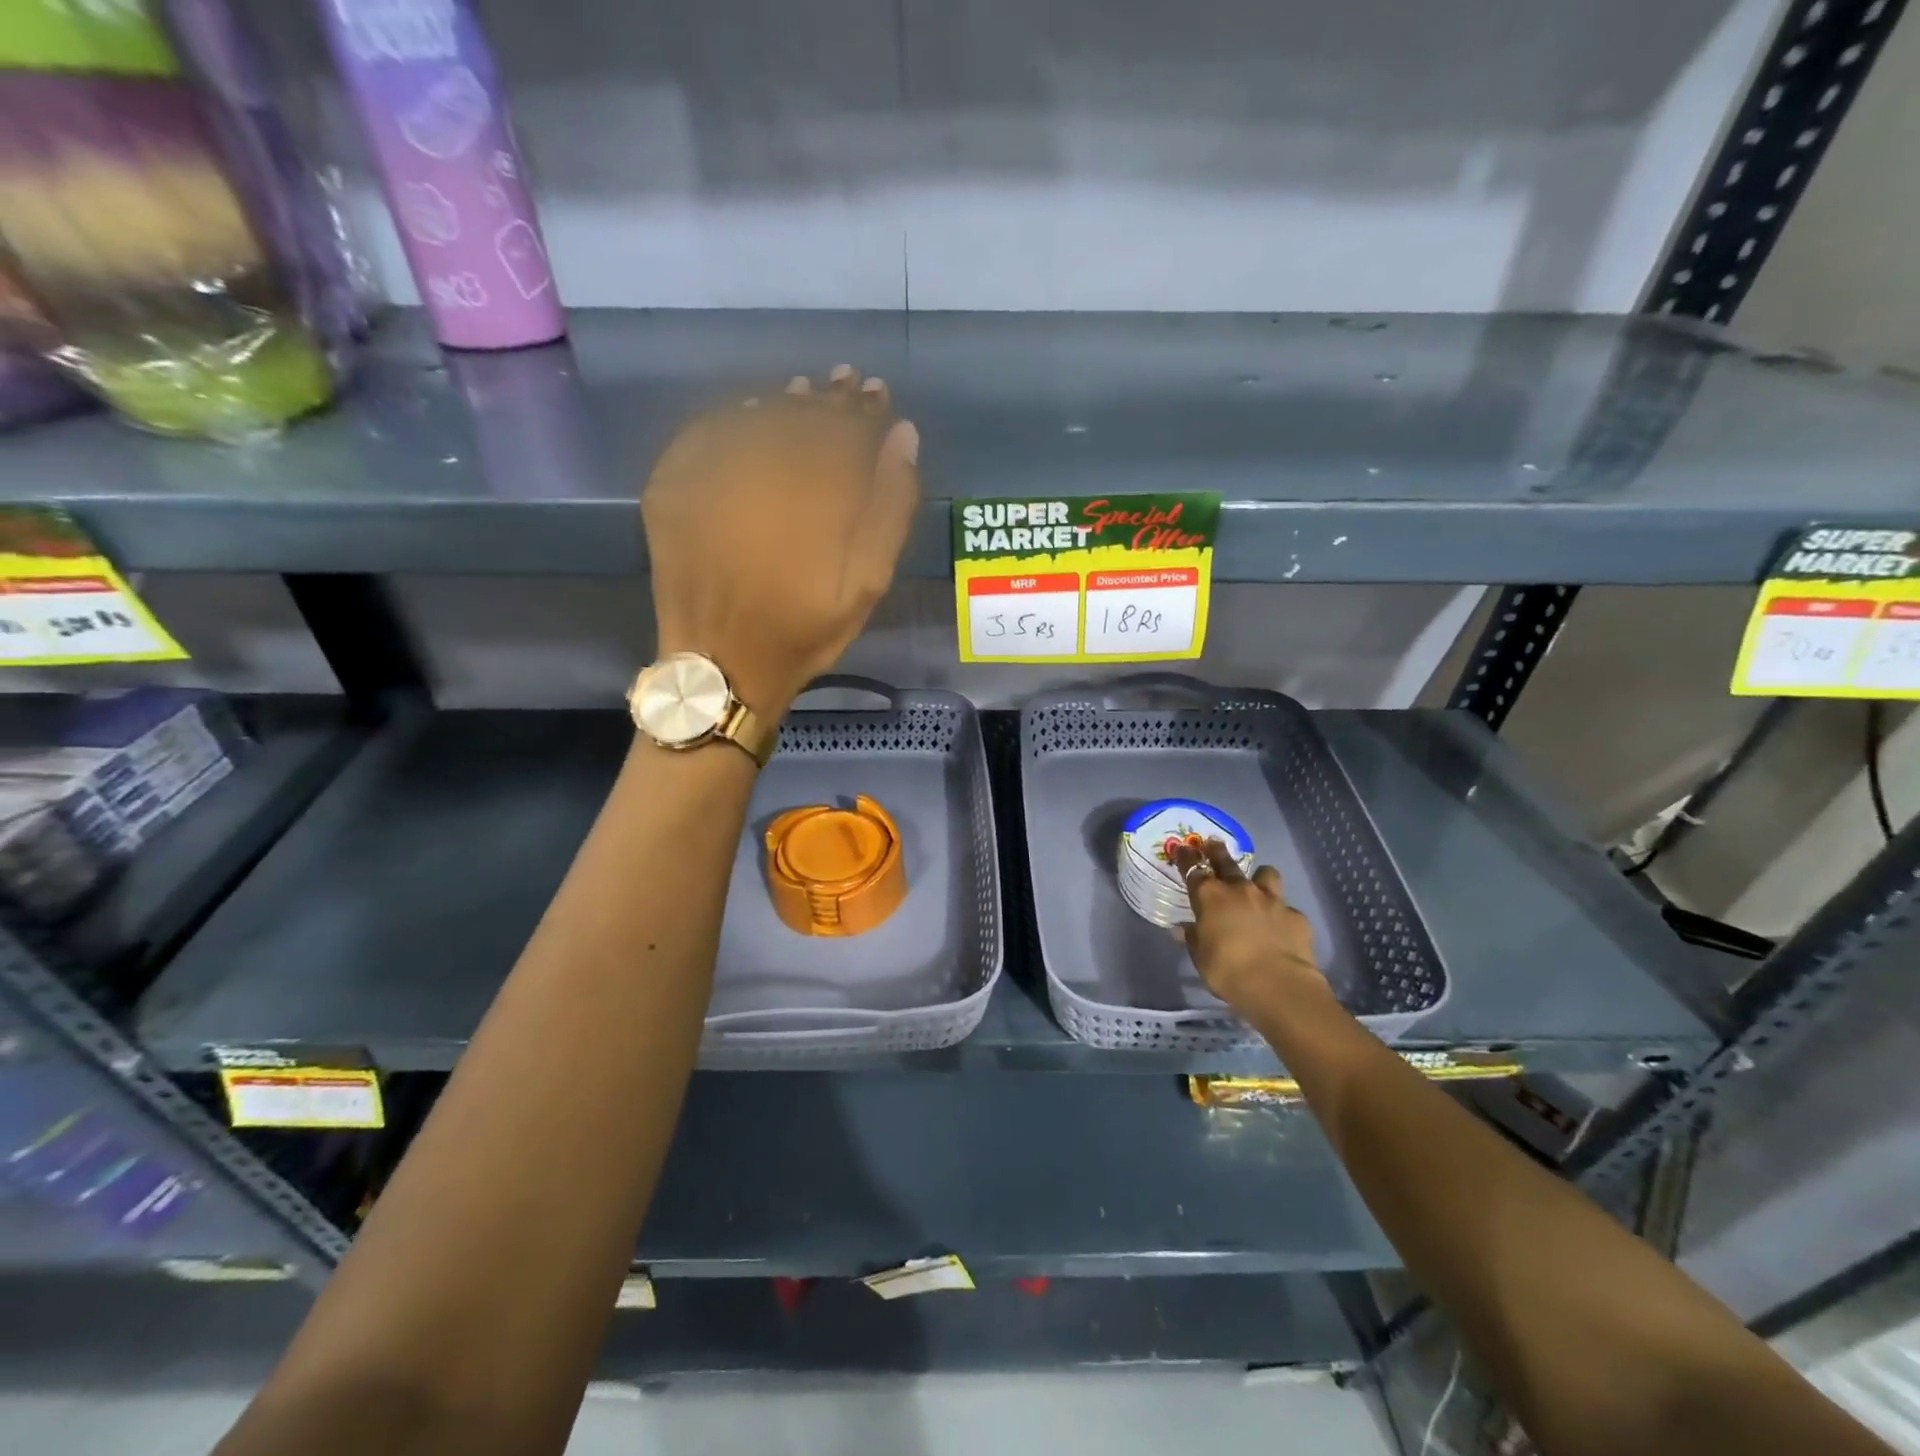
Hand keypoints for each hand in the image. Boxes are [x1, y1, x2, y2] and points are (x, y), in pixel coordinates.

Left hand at [642, 365, 920, 717]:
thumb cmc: (802, 631)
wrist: (720, 665)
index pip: (841, 431)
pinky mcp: (672, 488)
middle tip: (845, 383)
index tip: (876, 395)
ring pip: (752, 418)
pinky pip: (705, 432)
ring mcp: (707, 476)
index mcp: (807, 494)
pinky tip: (753, 411)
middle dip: (825, 399)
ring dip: (783, 401)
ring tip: (805, 391)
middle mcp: (755, 471)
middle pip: (796, 417)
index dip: (862, 411)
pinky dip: (733, 416)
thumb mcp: (866, 583)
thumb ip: (889, 509)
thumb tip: (903, 437)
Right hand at [1172, 838, 1331, 1017]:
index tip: (1183, 848)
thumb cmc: (1227, 971)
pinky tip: (1279, 927)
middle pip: (1226, 862)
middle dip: (1217, 851)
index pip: (1193, 869)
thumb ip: (1193, 938)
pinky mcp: (1295, 916)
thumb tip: (1182, 929)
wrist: (1278, 986)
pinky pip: (1286, 908)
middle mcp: (1240, 890)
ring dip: (1259, 878)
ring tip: (1257, 884)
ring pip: (1266, 874)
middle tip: (1213, 843)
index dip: (1186, 858)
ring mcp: (1271, 900)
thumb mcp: (1201, 957)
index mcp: (1210, 897)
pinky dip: (1280, 914)